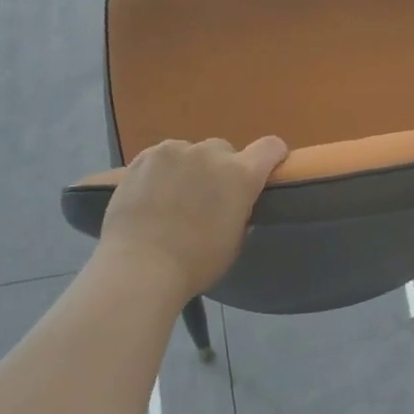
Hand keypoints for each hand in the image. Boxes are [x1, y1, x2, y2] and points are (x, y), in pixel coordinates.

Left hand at [97, 136, 289, 300]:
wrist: (140, 267)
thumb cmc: (195, 263)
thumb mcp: (234, 241)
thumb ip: (240, 212)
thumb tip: (234, 204)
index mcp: (240, 175)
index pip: (270, 147)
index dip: (272, 156)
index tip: (267, 169)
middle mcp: (210, 154)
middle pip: (224, 151)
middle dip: (221, 169)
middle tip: (206, 198)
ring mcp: (173, 151)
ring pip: (189, 152)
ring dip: (189, 168)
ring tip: (172, 197)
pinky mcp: (143, 157)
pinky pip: (160, 158)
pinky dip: (161, 172)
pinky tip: (150, 196)